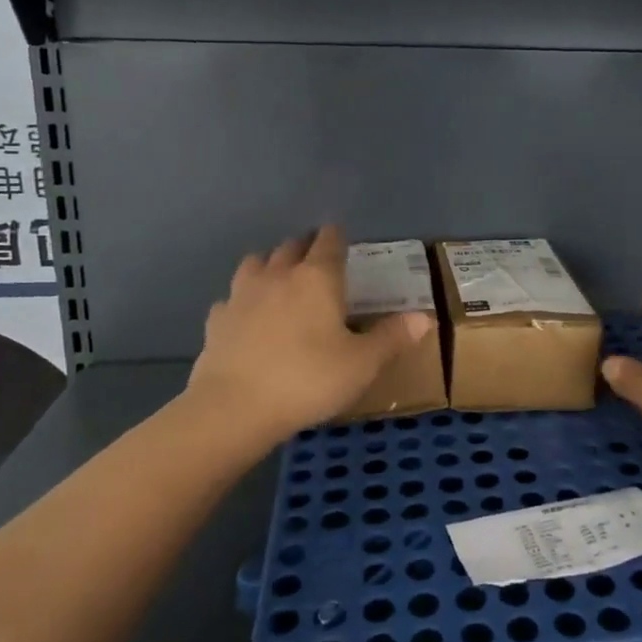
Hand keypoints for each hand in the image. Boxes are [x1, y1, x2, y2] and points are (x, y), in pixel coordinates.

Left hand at [183, 225, 432, 441]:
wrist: (234, 408)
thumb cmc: (308, 379)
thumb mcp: (362, 363)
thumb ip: (392, 337)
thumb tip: (425, 318)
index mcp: (317, 278)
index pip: (329, 242)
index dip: (336, 235)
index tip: (340, 234)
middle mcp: (278, 276)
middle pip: (291, 247)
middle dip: (305, 246)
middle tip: (316, 256)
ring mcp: (242, 295)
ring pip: (255, 263)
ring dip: (269, 264)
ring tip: (280, 278)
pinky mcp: (216, 321)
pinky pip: (231, 299)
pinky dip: (242, 301)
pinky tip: (246, 317)